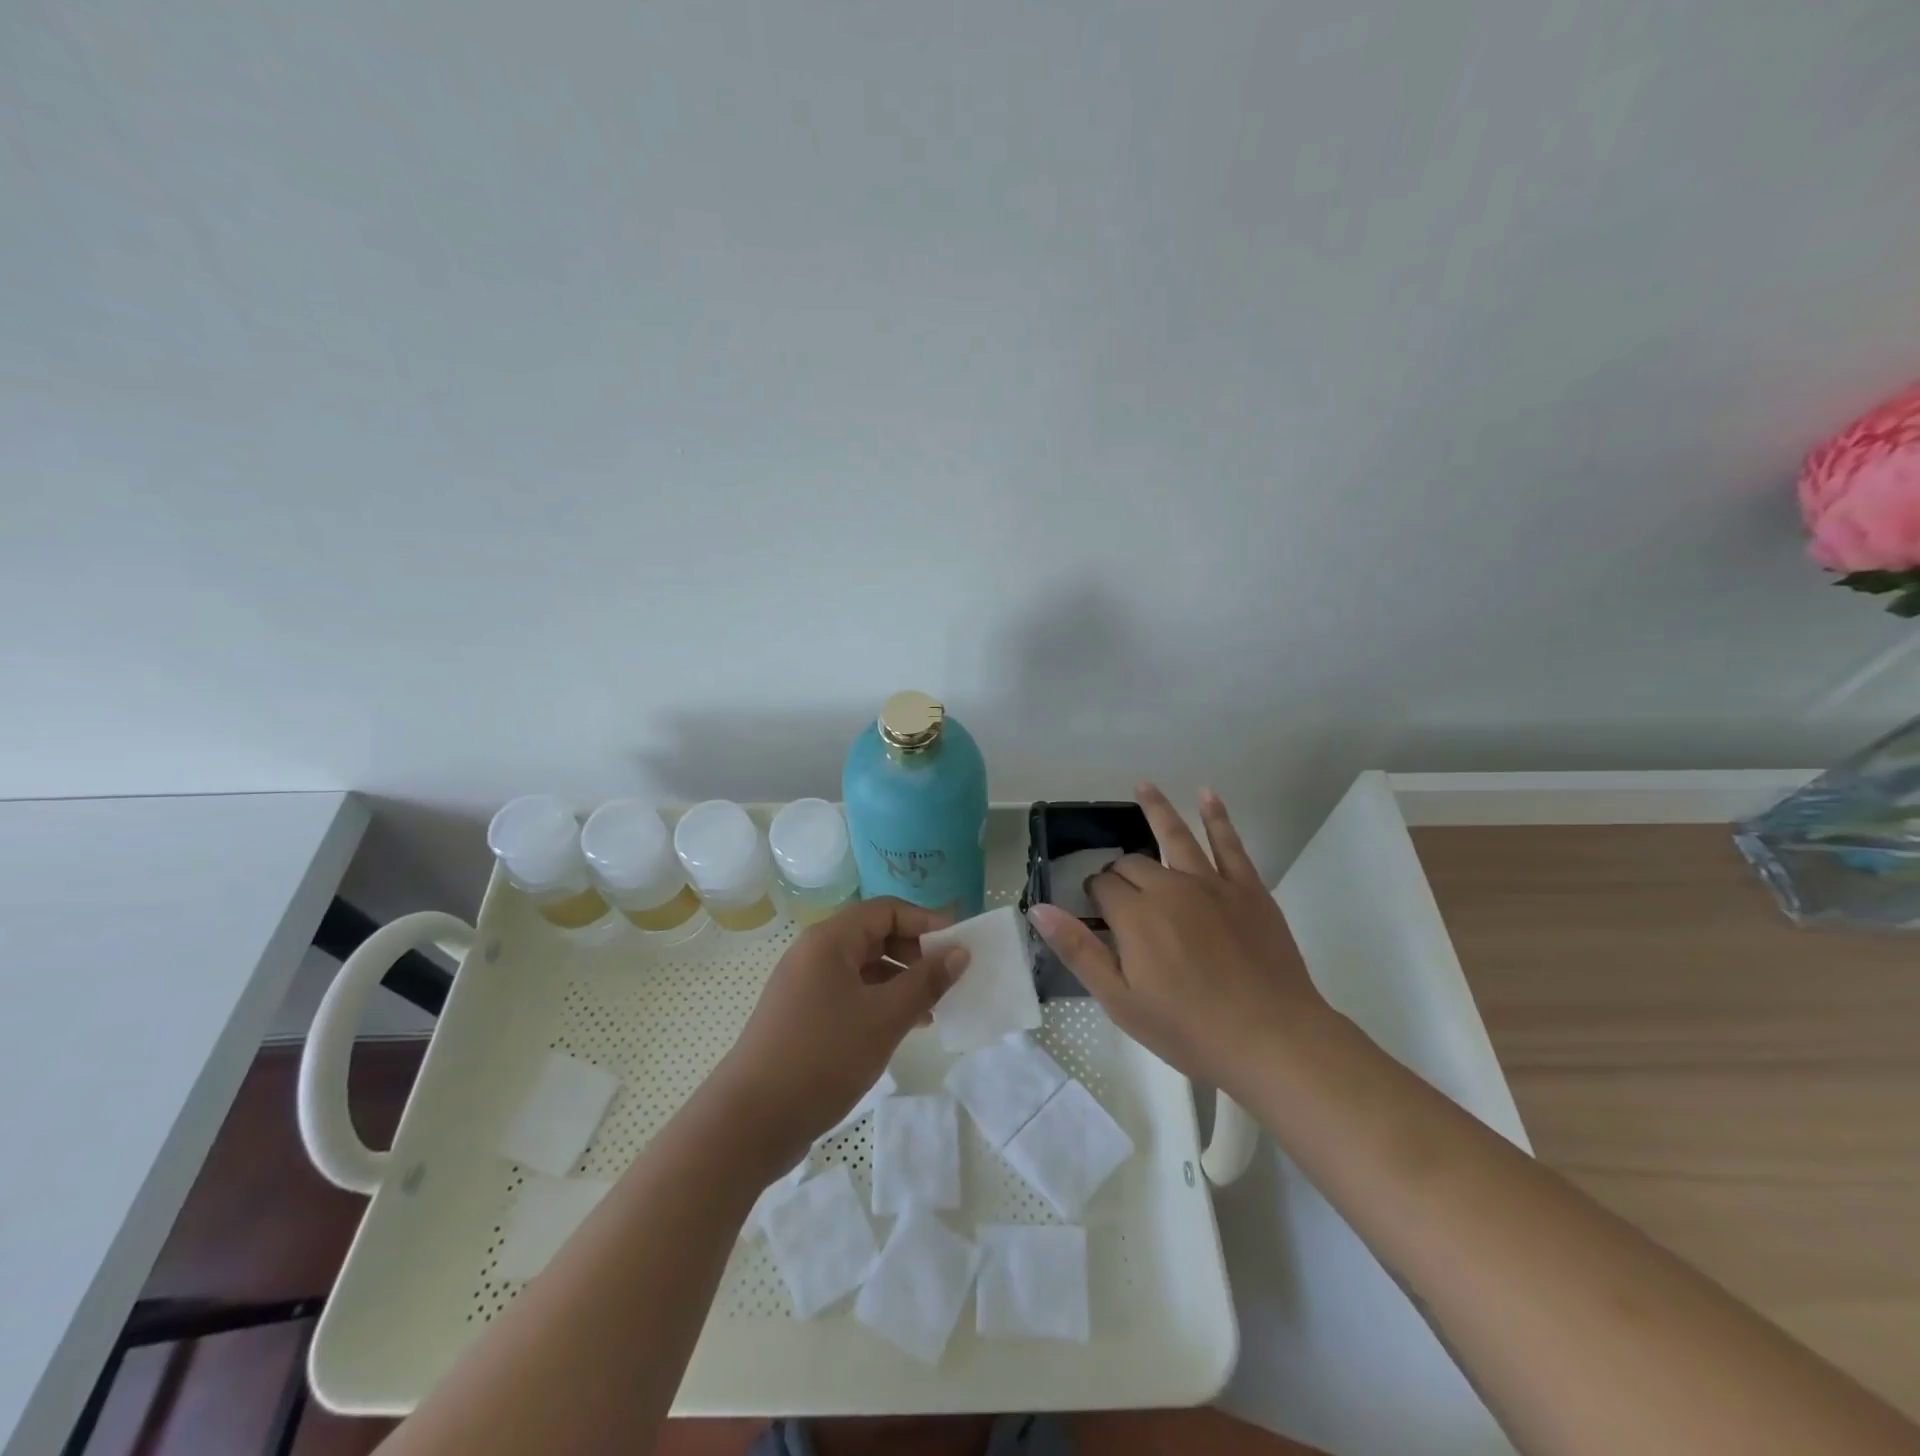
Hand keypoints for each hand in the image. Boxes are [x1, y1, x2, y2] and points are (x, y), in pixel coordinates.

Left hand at [710, 897, 968, 1173]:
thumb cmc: (822, 1056)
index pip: (886, 910)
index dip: (925, 922)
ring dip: (899, 981)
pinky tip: (900, 1029)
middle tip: (947, 981)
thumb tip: (960, 952)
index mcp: (830, 940)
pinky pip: (849, 994)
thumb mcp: (884, 1018)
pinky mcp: (802, 1016)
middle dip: (914, 953)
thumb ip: (926, 981)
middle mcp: (814, 953)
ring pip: (863, 968)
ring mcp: (804, 986)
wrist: (750, 1121)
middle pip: (874, 935)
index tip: (958, 948)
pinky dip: (878, 1002)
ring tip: (931, 1009)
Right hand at [1026, 785, 1328, 1097]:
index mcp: (1135, 915)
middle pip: (1134, 864)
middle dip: (1119, 869)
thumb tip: (1039, 909)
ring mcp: (1211, 883)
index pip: (1103, 886)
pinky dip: (1216, 816)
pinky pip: (1228, 843)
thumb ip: (1078, 950)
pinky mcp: (1247, 888)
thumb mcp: (1120, 1000)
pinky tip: (1206, 794)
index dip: (1094, 892)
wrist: (1271, 1039)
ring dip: (1156, 809)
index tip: (1094, 908)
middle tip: (1117, 886)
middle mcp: (1169, 887)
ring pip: (1176, 835)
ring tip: (1143, 786)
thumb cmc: (1189, 1029)